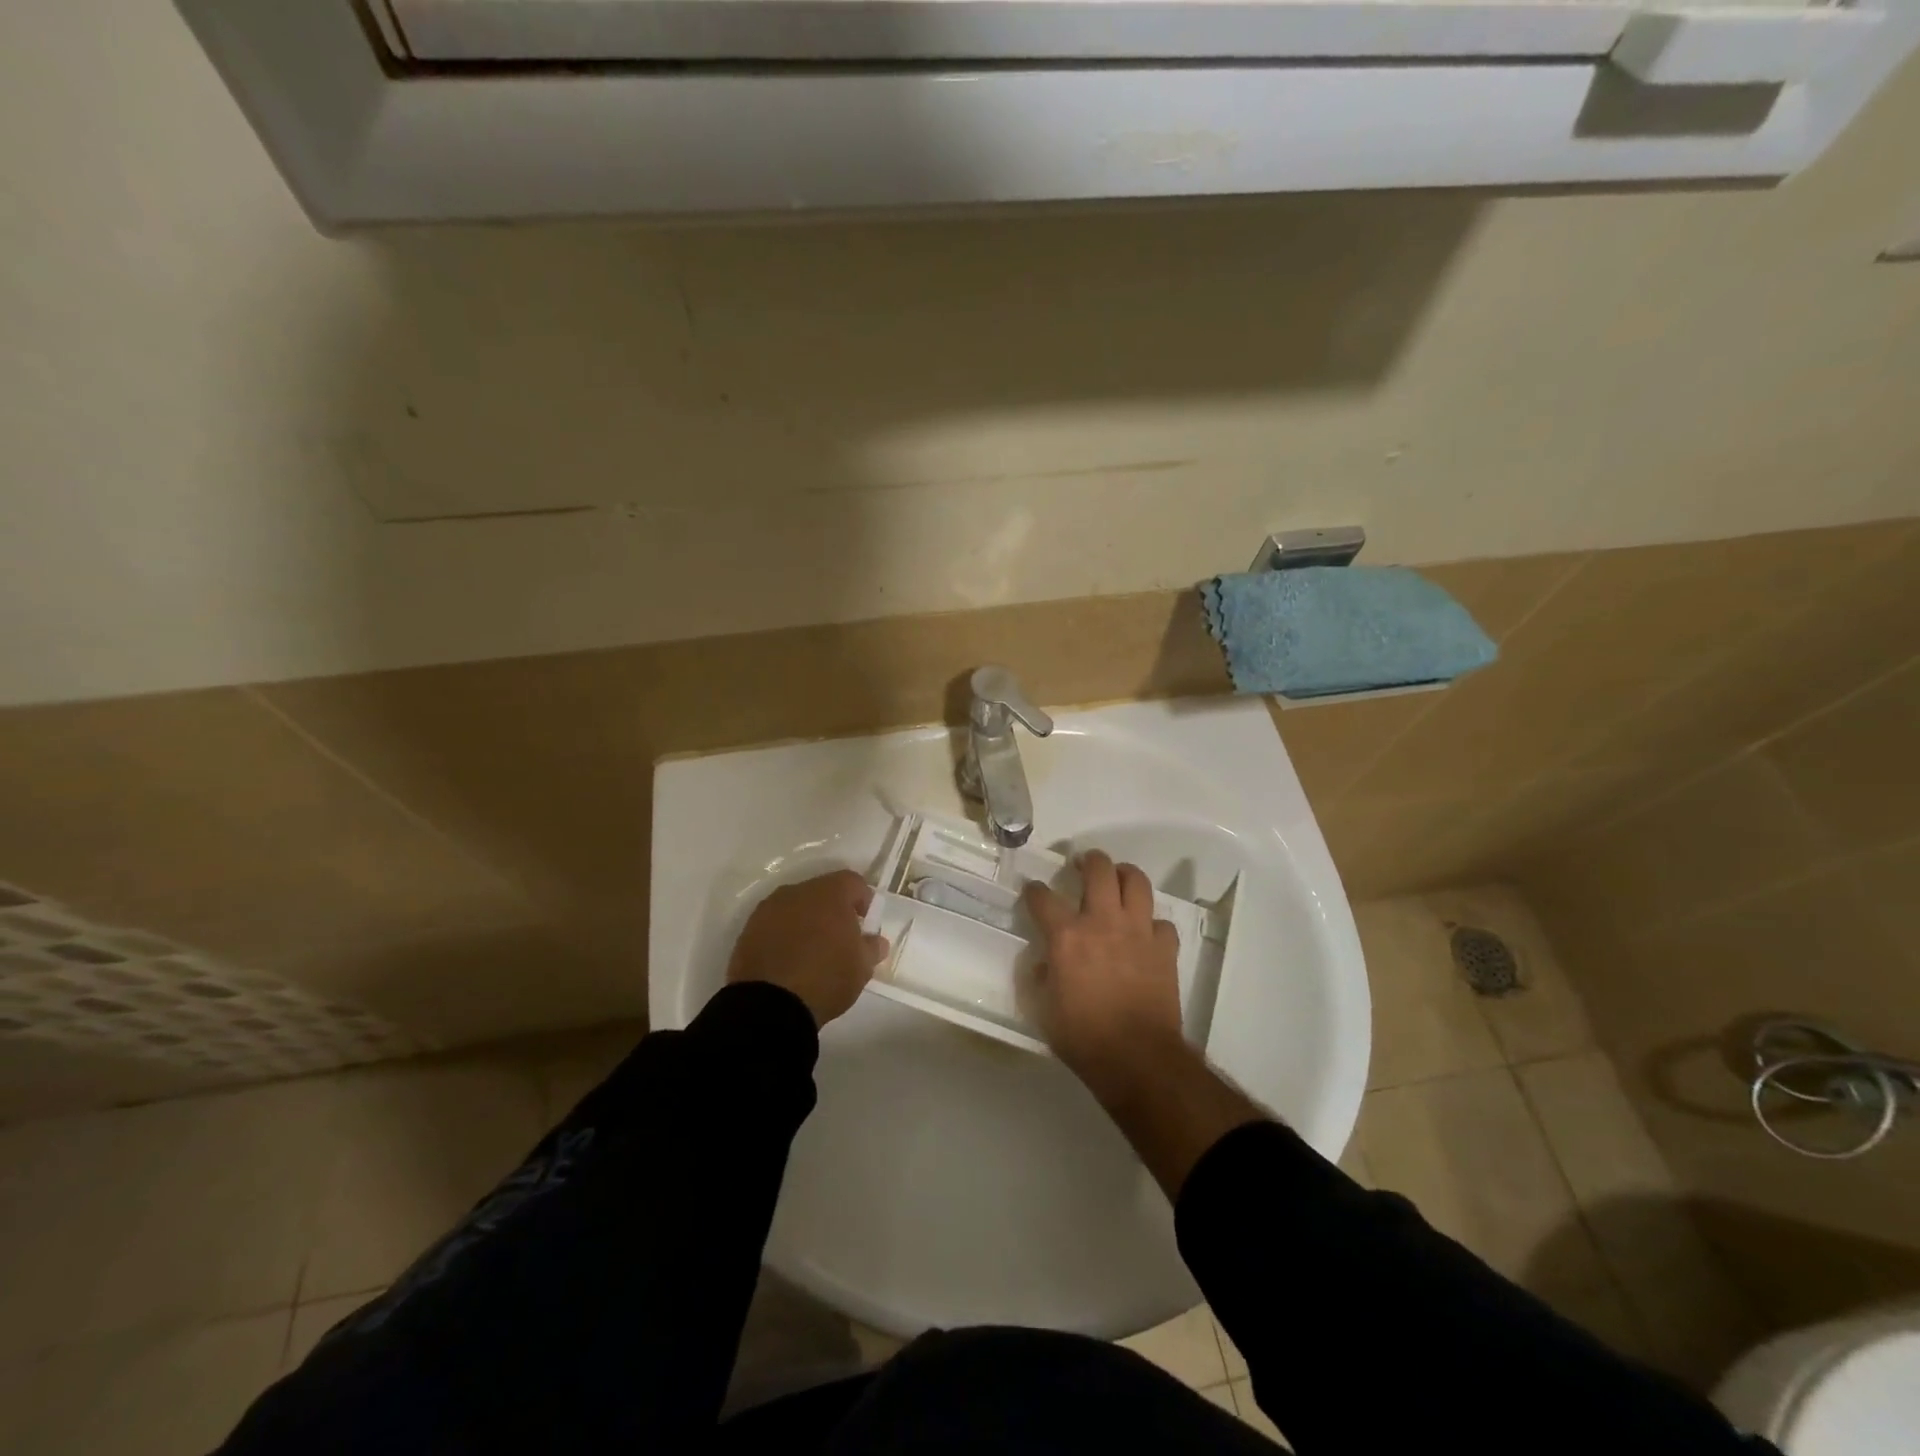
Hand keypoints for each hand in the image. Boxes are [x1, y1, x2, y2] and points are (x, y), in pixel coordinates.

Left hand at [727, 869, 889, 1027]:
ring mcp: (769, 909)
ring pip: (795, 906)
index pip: (853, 882)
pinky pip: (774, 924)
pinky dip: (784, 934)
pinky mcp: (748, 930)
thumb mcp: (861, 967)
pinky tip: (789, 959)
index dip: (863, 899)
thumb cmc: (825, 978)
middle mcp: (797, 892)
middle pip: (822, 891)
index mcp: (829, 893)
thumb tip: (875, 941)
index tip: (865, 923)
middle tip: (840, 937)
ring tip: (812, 950)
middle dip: (833, 909)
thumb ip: (871, 948)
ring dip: (806, 920)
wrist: (769, 1005)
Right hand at [1022, 851, 1185, 1099]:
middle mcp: (1102, 922)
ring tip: (1117, 878)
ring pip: (1136, 881)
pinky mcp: (1165, 948)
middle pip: (1098, 870)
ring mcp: (1138, 932)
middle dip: (1087, 860)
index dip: (1033, 891)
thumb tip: (1043, 963)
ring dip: (1124, 874)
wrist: (1137, 1058)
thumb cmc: (1083, 1037)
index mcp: (1066, 937)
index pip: (1043, 898)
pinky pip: (1161, 922)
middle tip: (1082, 864)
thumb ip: (1040, 978)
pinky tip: (1144, 931)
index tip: (1032, 891)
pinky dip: (1151, 922)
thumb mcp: (1044, 1009)